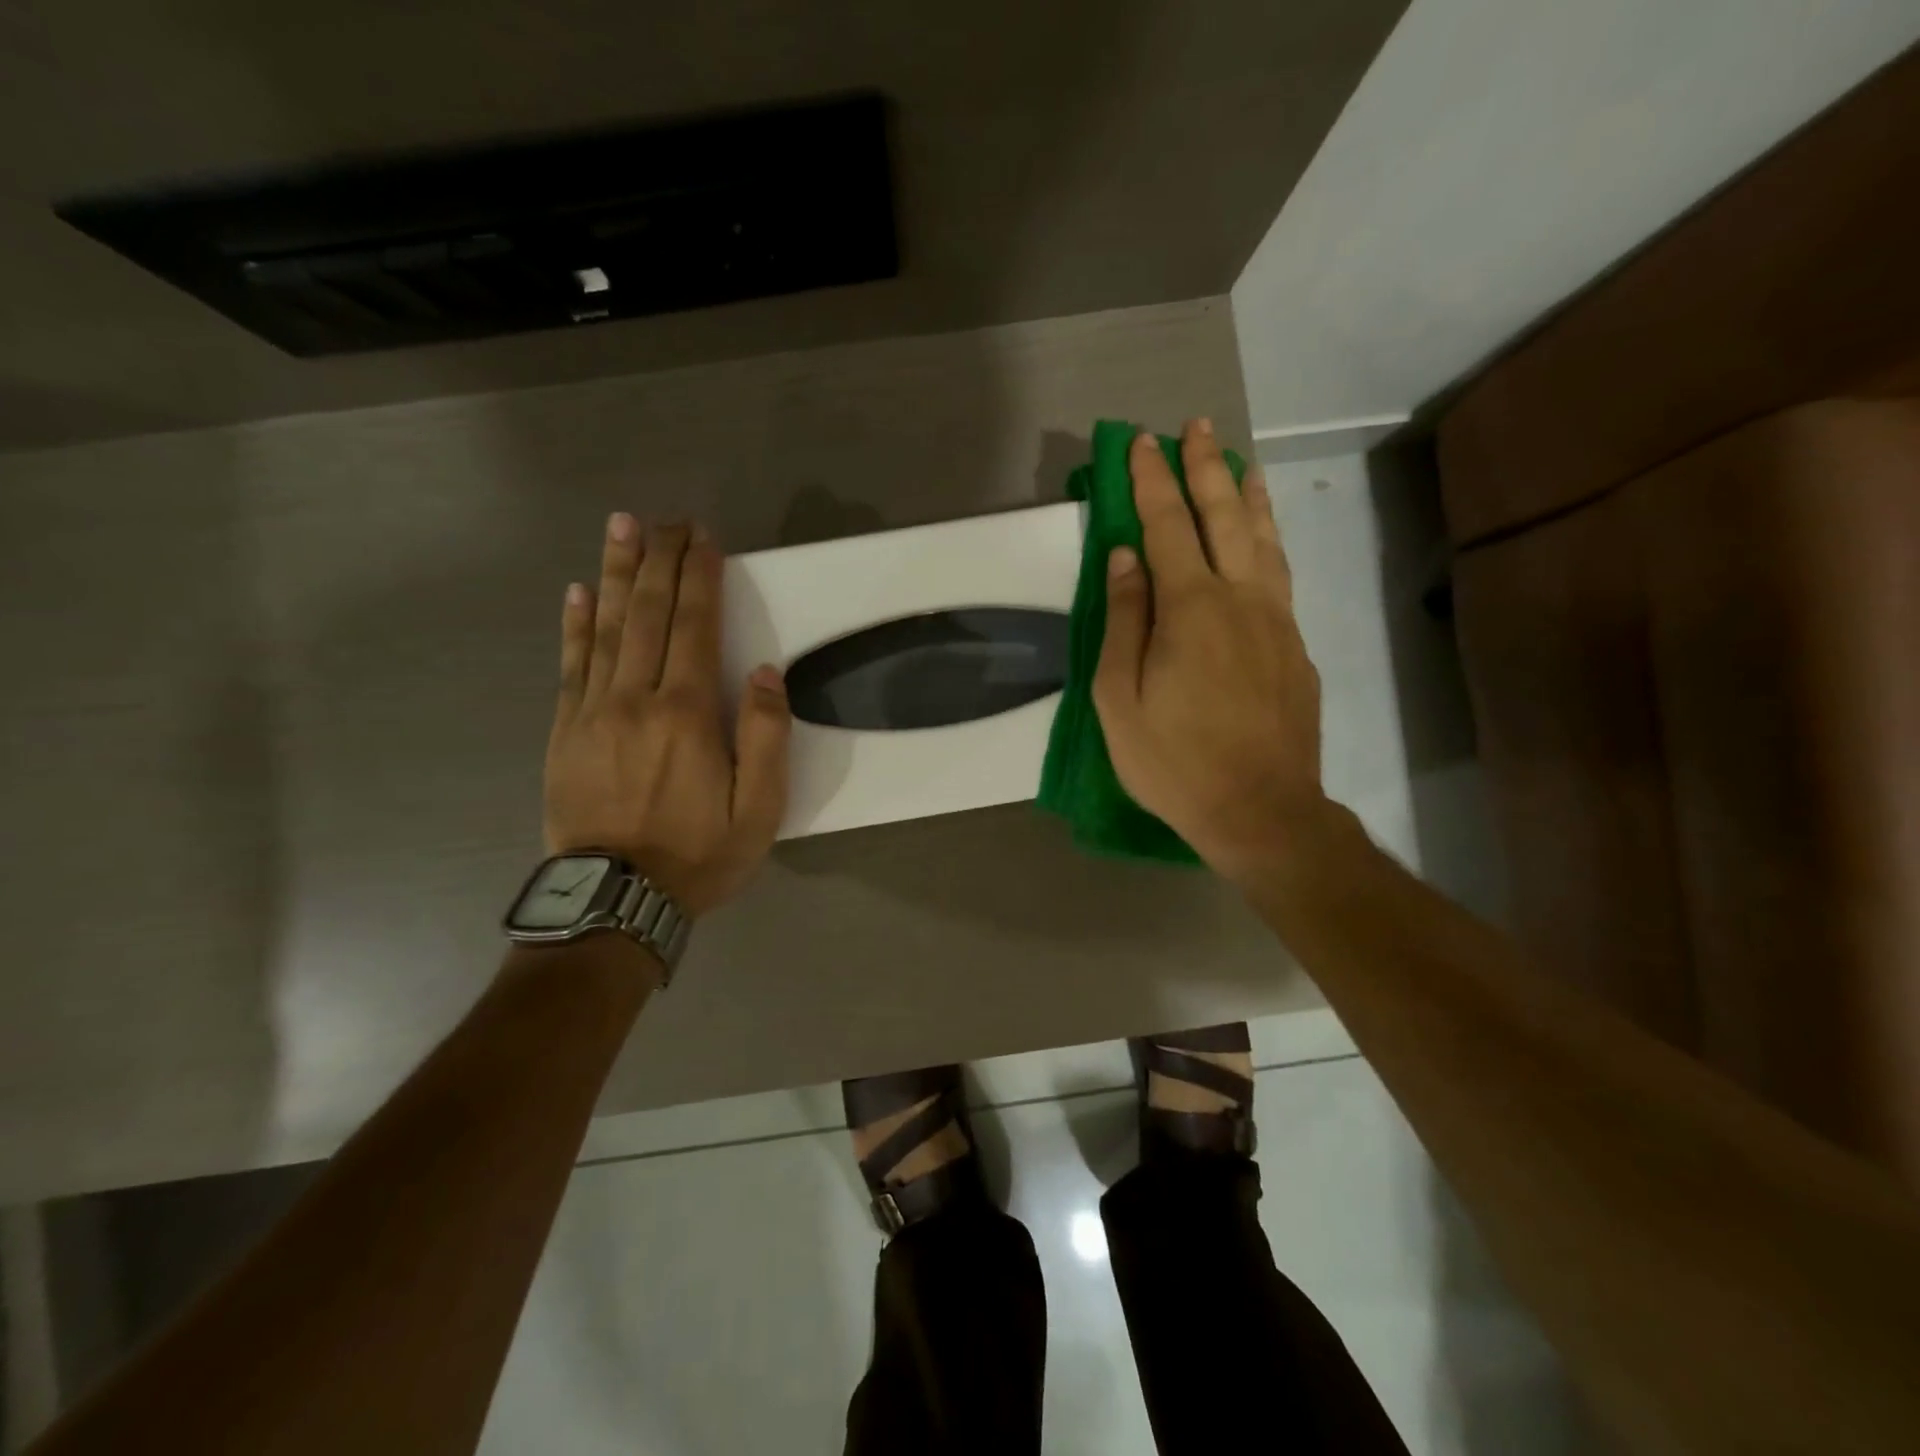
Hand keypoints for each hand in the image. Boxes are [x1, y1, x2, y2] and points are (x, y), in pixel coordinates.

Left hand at [544, 514, 789, 917]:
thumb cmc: (699, 855)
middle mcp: (636, 698)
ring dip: (616, 574)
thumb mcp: (759, 810)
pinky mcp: (564, 732)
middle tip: (664, 519)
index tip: (703, 538)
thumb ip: (766, 737)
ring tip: (621, 528)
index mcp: (687, 713)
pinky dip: (574, 625)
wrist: (615, 900)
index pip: (694, 626)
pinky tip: (577, 593)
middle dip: (659, 560)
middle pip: (648, 614)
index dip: (699, 577)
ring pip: (606, 628)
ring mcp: (592, 712)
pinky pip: (569, 666)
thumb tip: (765, 674)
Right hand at [1093, 421, 1328, 885]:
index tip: (1141, 443)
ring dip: (1247, 495)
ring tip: (1239, 462)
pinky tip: (1263, 536)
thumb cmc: (1174, 761)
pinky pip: (1281, 574)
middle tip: (1195, 427)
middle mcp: (1241, 599)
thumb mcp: (1121, 699)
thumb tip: (1124, 557)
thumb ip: (1124, 622)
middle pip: (1223, 517)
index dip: (1152, 482)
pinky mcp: (1296, 646)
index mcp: (1191, 609)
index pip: (1167, 526)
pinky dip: (1270, 539)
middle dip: (1205, 468)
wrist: (1261, 810)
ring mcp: (1277, 620)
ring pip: (1264, 540)